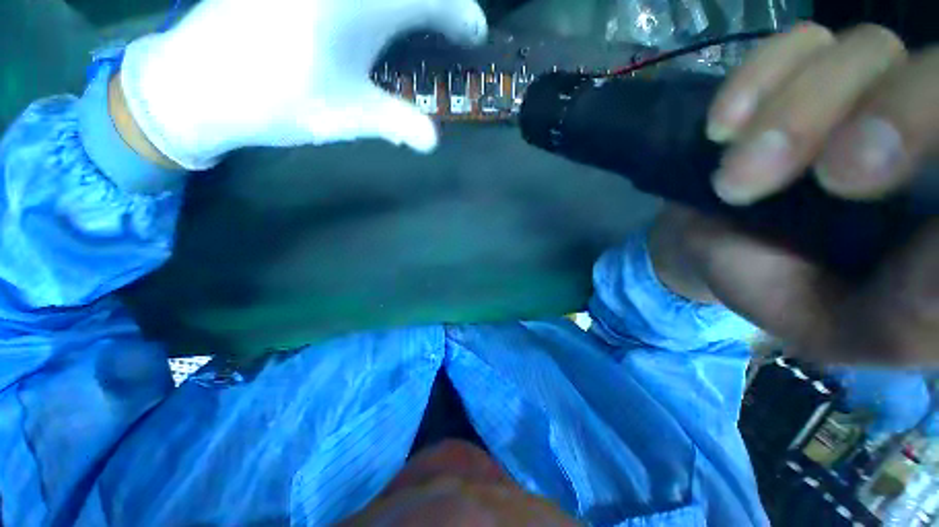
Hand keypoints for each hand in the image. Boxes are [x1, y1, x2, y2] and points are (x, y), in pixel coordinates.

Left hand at [120, 0, 487, 169]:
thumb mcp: (345, 117)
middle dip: (441, 1)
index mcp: (355, 5)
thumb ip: (396, 123)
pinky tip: (378, 19)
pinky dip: (382, 2)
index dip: (463, 13)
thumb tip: (434, 141)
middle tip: (450, 27)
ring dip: (409, 2)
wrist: (196, 82)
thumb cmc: (273, 101)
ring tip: (420, 23)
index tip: (475, 35)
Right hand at [665, 24, 938, 364]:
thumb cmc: (779, 291)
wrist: (714, 247)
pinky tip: (722, 129)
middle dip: (897, 118)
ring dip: (795, 116)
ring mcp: (867, 88)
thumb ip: (909, 321)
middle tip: (835, 178)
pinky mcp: (804, 72)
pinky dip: (757, 82)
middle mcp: (929, 132)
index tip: (881, 190)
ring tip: (736, 177)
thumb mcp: (842, 330)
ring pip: (866, 52)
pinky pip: (796, 46)